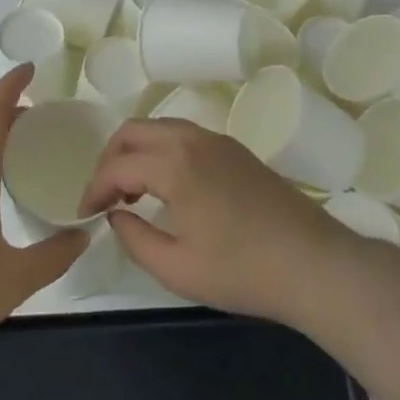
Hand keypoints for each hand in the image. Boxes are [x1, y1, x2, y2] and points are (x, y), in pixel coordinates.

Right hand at [79, 118, 365, 328]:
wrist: (313, 264)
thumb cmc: (242, 271)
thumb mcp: (177, 268)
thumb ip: (135, 238)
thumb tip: (115, 216)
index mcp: (175, 163)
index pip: (118, 165)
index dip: (94, 189)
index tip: (85, 215)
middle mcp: (194, 139)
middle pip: (135, 130)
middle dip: (110, 160)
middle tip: (104, 198)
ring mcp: (219, 141)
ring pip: (161, 128)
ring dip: (137, 152)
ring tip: (130, 193)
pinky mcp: (236, 150)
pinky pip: (185, 136)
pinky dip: (162, 151)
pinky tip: (166, 187)